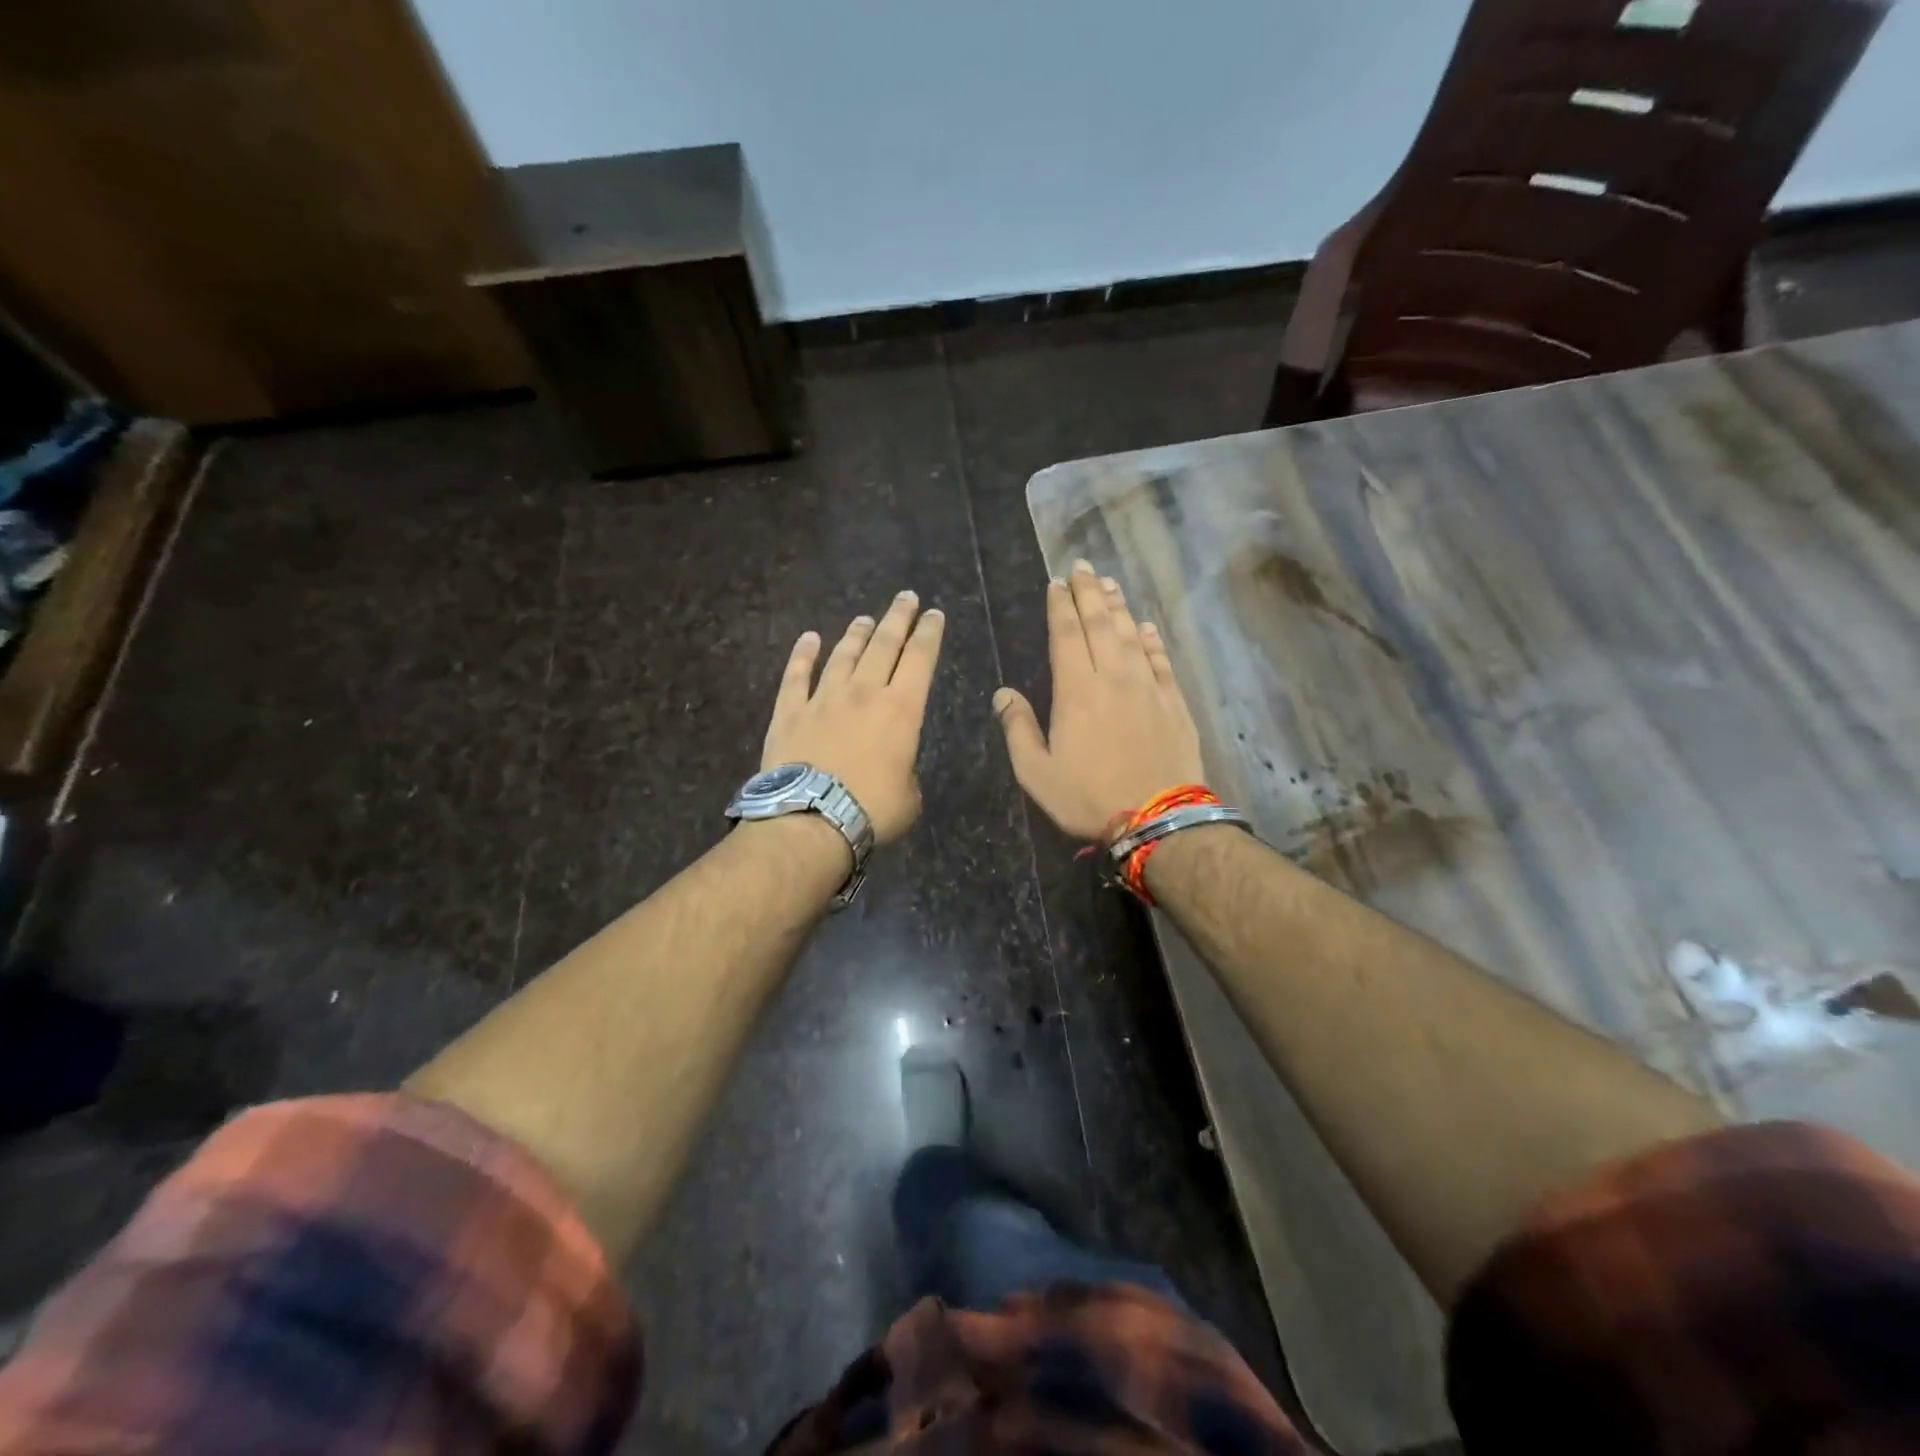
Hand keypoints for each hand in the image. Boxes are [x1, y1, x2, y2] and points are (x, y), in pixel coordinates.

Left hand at [762, 591, 945, 844]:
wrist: (810, 820)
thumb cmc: (871, 810)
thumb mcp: (910, 795)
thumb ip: (906, 769)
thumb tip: (895, 764)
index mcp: (901, 710)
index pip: (921, 659)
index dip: (930, 633)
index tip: (934, 614)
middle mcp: (864, 693)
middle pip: (884, 645)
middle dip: (898, 618)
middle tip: (906, 597)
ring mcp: (823, 698)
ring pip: (843, 655)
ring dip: (856, 634)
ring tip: (864, 618)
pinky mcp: (790, 711)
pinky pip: (797, 675)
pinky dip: (803, 654)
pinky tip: (808, 639)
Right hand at [994, 561, 1204, 840]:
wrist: (1158, 818)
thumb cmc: (1089, 797)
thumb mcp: (1037, 773)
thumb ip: (1018, 729)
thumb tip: (1003, 694)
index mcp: (1077, 690)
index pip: (1067, 635)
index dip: (1060, 606)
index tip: (1056, 584)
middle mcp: (1114, 677)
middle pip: (1101, 624)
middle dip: (1089, 593)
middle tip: (1082, 567)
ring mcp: (1148, 687)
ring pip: (1131, 635)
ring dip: (1119, 607)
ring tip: (1109, 584)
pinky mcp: (1173, 702)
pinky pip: (1161, 660)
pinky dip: (1151, 640)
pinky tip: (1145, 628)